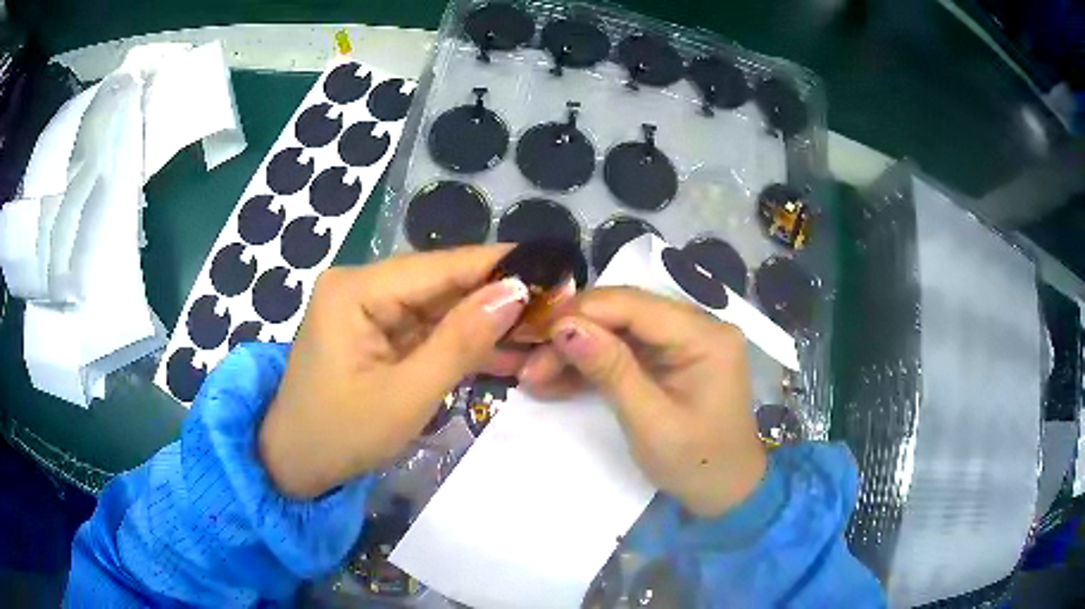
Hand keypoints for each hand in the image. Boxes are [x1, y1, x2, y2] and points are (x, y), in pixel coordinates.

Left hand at [259, 246, 528, 498]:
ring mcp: (370, 310)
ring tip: (544, 328)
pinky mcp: (378, 334)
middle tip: (558, 305)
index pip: (439, 267)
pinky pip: (429, 331)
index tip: (554, 268)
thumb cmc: (340, 435)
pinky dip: (464, 343)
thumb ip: (461, 342)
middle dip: (498, 298)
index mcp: (356, 290)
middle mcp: (362, 287)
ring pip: (441, 308)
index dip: (499, 267)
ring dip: (487, 322)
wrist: (297, 466)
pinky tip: (508, 349)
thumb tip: (516, 292)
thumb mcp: (407, 395)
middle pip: (442, 284)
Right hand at [519, 287, 765, 516]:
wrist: (726, 492)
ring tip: (536, 376)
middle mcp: (699, 325)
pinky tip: (559, 379)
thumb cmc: (696, 463)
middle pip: (625, 312)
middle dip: (575, 333)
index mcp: (705, 336)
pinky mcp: (673, 358)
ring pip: (619, 329)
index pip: (635, 305)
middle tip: (531, 364)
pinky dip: (594, 363)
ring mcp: (686, 340)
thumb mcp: (650, 422)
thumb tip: (564, 326)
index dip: (582, 312)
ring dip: (578, 349)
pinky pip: (627, 349)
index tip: (535, 334)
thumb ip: (610, 369)